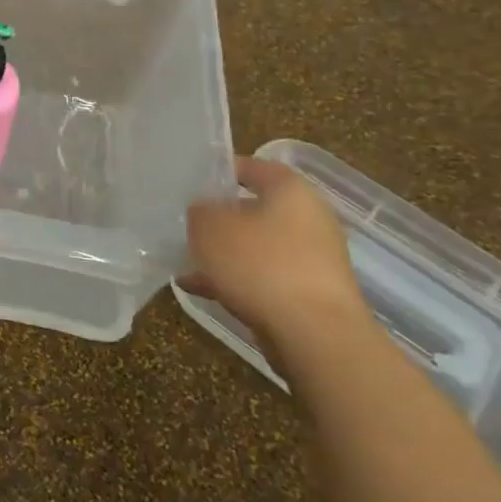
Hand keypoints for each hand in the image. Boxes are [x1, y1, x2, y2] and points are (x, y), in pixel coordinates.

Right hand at [178, 157, 369, 367]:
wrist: (314, 335)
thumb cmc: (261, 265)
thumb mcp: (210, 228)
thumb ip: (200, 212)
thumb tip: (203, 211)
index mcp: (291, 191)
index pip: (253, 167)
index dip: (221, 171)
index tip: (191, 182)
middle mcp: (309, 218)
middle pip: (255, 209)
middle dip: (220, 218)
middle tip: (186, 223)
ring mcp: (312, 258)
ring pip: (257, 246)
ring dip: (224, 253)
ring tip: (186, 260)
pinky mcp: (308, 293)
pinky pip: (263, 277)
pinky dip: (234, 279)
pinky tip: (198, 288)